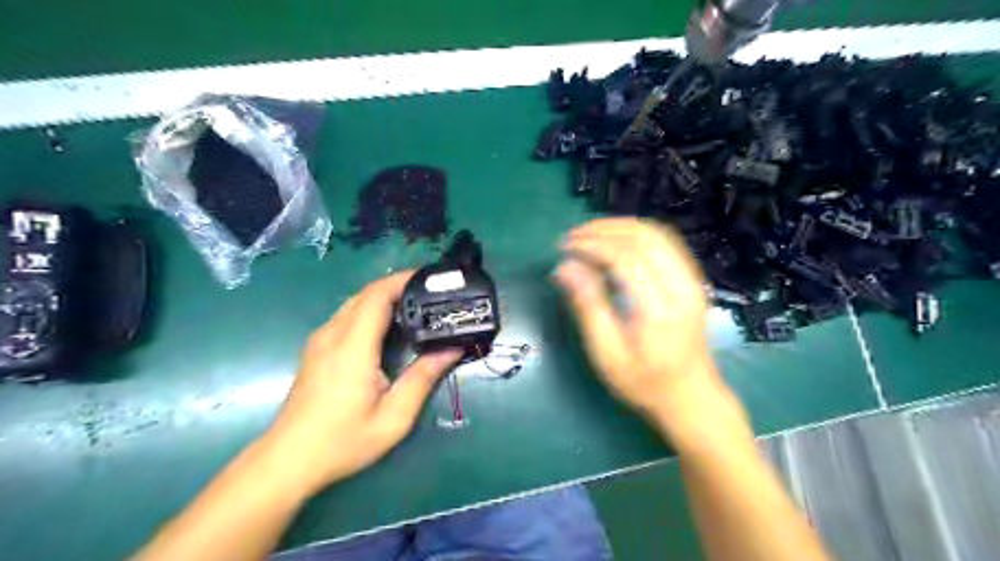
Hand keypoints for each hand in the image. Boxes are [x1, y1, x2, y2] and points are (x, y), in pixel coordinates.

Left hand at [256, 269, 460, 495]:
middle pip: (366, 293)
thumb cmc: (344, 440)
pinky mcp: (316, 349)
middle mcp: (333, 334)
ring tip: (414, 304)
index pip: (377, 296)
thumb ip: (423, 378)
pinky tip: (387, 325)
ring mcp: (320, 340)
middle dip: (398, 285)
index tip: (431, 279)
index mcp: (353, 346)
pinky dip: (370, 308)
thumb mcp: (394, 416)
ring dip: (383, 296)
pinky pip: (346, 315)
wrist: (288, 460)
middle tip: (430, 292)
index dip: (403, 280)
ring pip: (355, 302)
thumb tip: (453, 349)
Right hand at [555, 216, 728, 425]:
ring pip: (657, 233)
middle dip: (604, 229)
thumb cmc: (644, 382)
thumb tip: (564, 267)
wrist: (690, 396)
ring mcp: (692, 280)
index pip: (625, 258)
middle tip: (572, 237)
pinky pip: (666, 241)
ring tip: (589, 234)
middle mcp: (682, 286)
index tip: (564, 247)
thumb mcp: (607, 353)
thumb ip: (588, 306)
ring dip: (620, 226)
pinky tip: (616, 240)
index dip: (592, 245)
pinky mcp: (692, 279)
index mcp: (660, 309)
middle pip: (644, 237)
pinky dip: (637, 233)